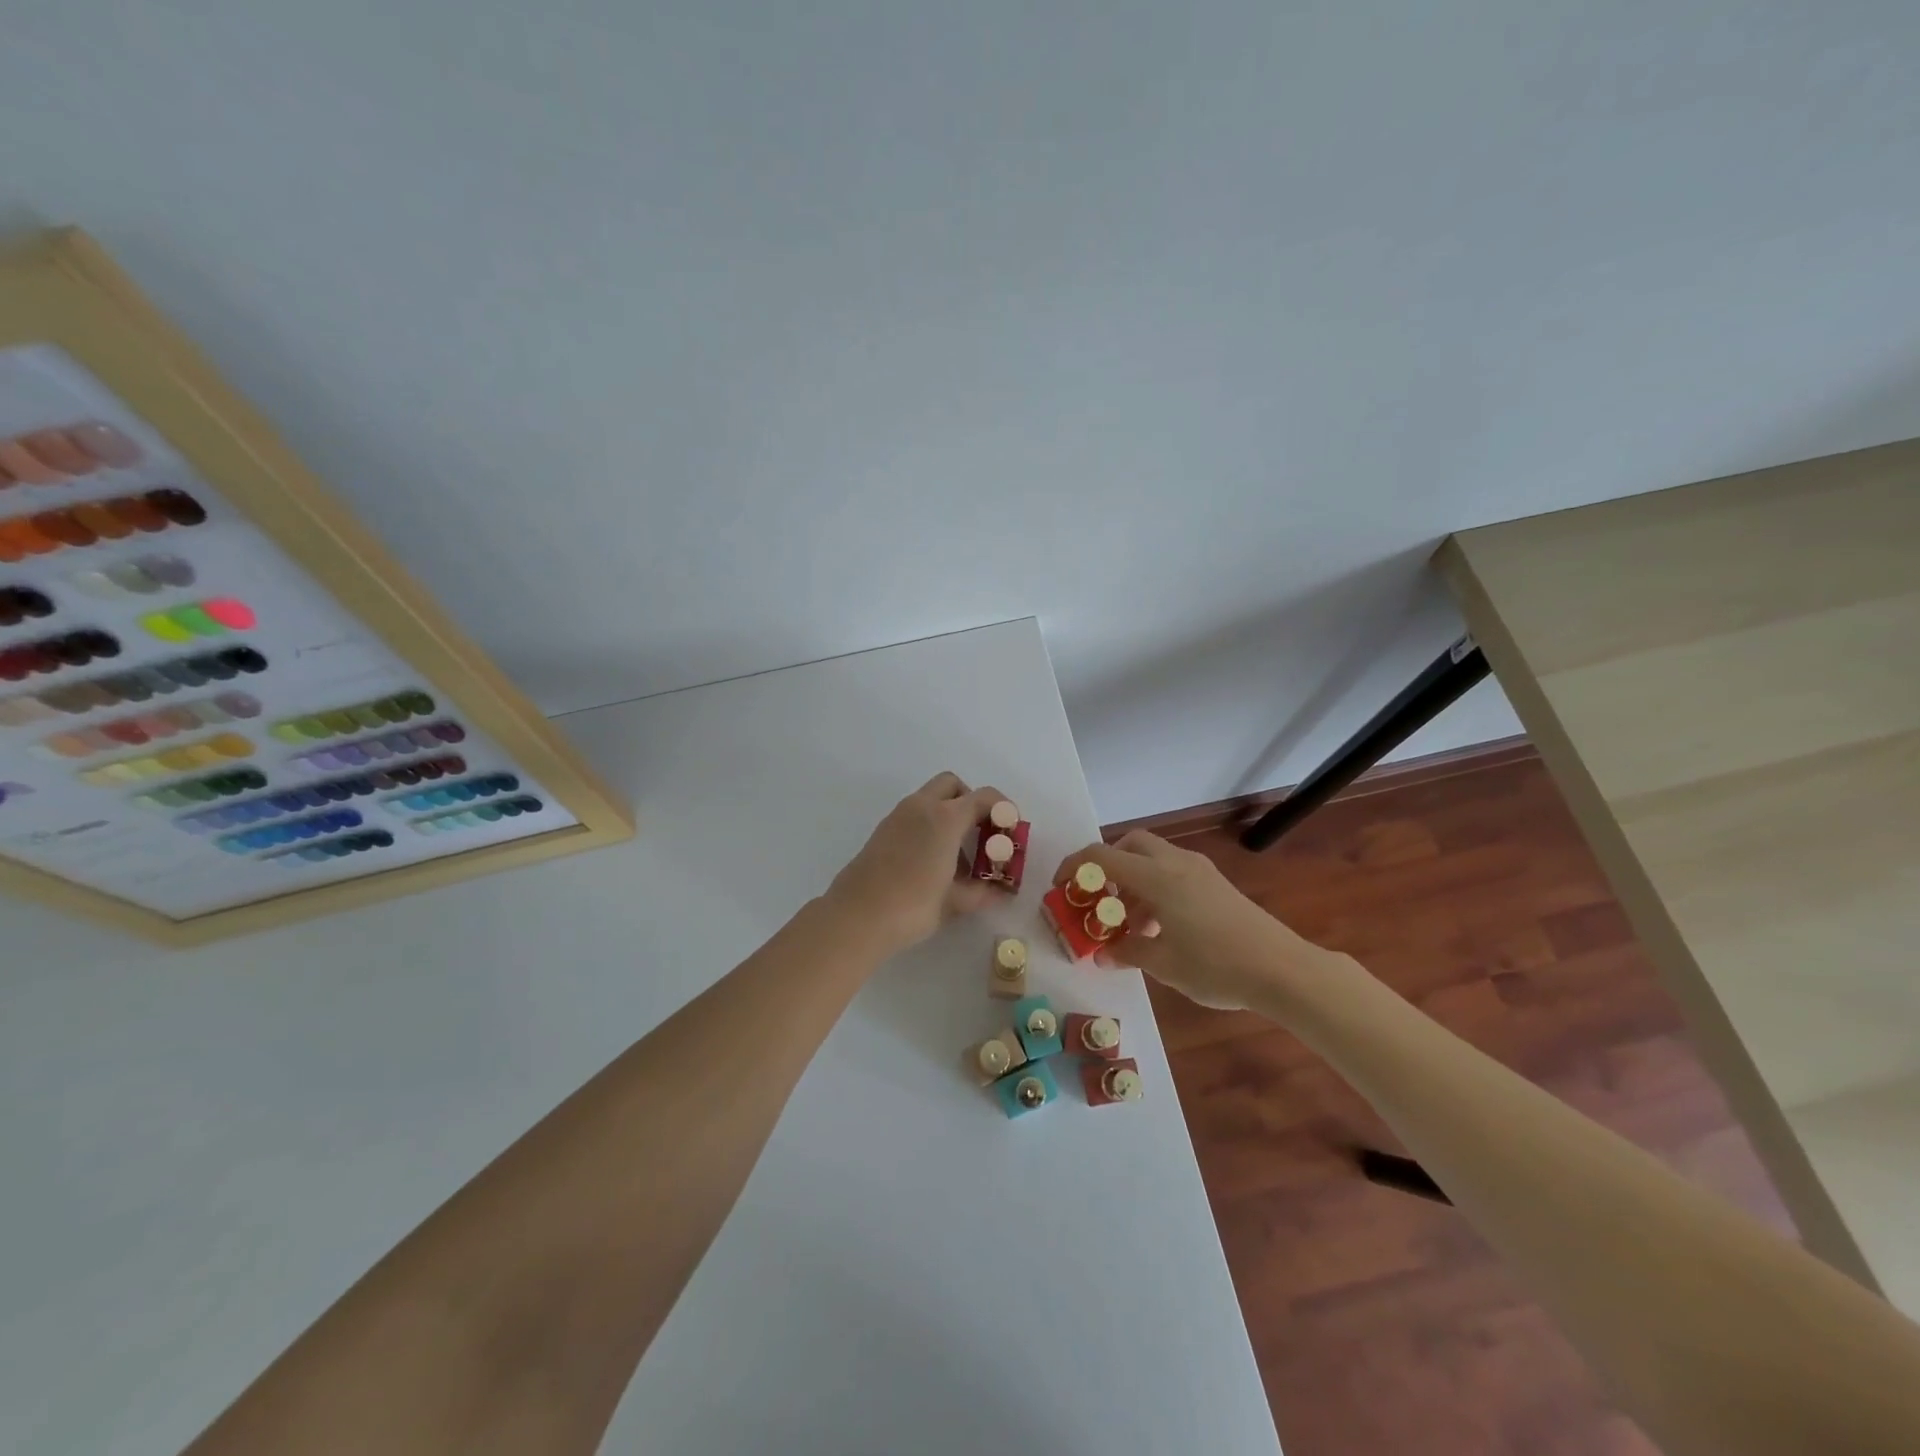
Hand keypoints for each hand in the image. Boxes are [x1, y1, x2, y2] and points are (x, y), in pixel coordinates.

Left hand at [824, 772, 1006, 959]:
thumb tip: (1000, 892)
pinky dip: (929, 826)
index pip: (984, 797)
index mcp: (945, 818)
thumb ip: (981, 892)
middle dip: (971, 803)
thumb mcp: (954, 902)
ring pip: (930, 799)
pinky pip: (914, 816)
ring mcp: (897, 817)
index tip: (1010, 831)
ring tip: (958, 859)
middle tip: (981, 836)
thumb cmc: (912, 905)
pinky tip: (932, 864)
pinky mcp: (882, 831)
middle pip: (953, 785)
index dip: (1003, 810)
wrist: (856, 917)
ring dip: (949, 816)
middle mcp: (921, 807)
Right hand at [1054, 829, 1344, 1011]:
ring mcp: (1199, 871)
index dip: (1074, 867)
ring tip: (1129, 924)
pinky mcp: (1215, 884)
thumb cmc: (1216, 965)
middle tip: (1100, 900)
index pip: (1102, 856)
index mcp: (1157, 877)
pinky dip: (1155, 888)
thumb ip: (1127, 952)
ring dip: (1132, 881)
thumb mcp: (1164, 964)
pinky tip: (1160, 927)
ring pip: (1153, 858)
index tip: (1061, 889)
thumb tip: (1104, 953)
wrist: (1282, 969)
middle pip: (1129, 845)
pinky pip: (1173, 872)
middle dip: (1107, 866)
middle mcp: (1176, 864)